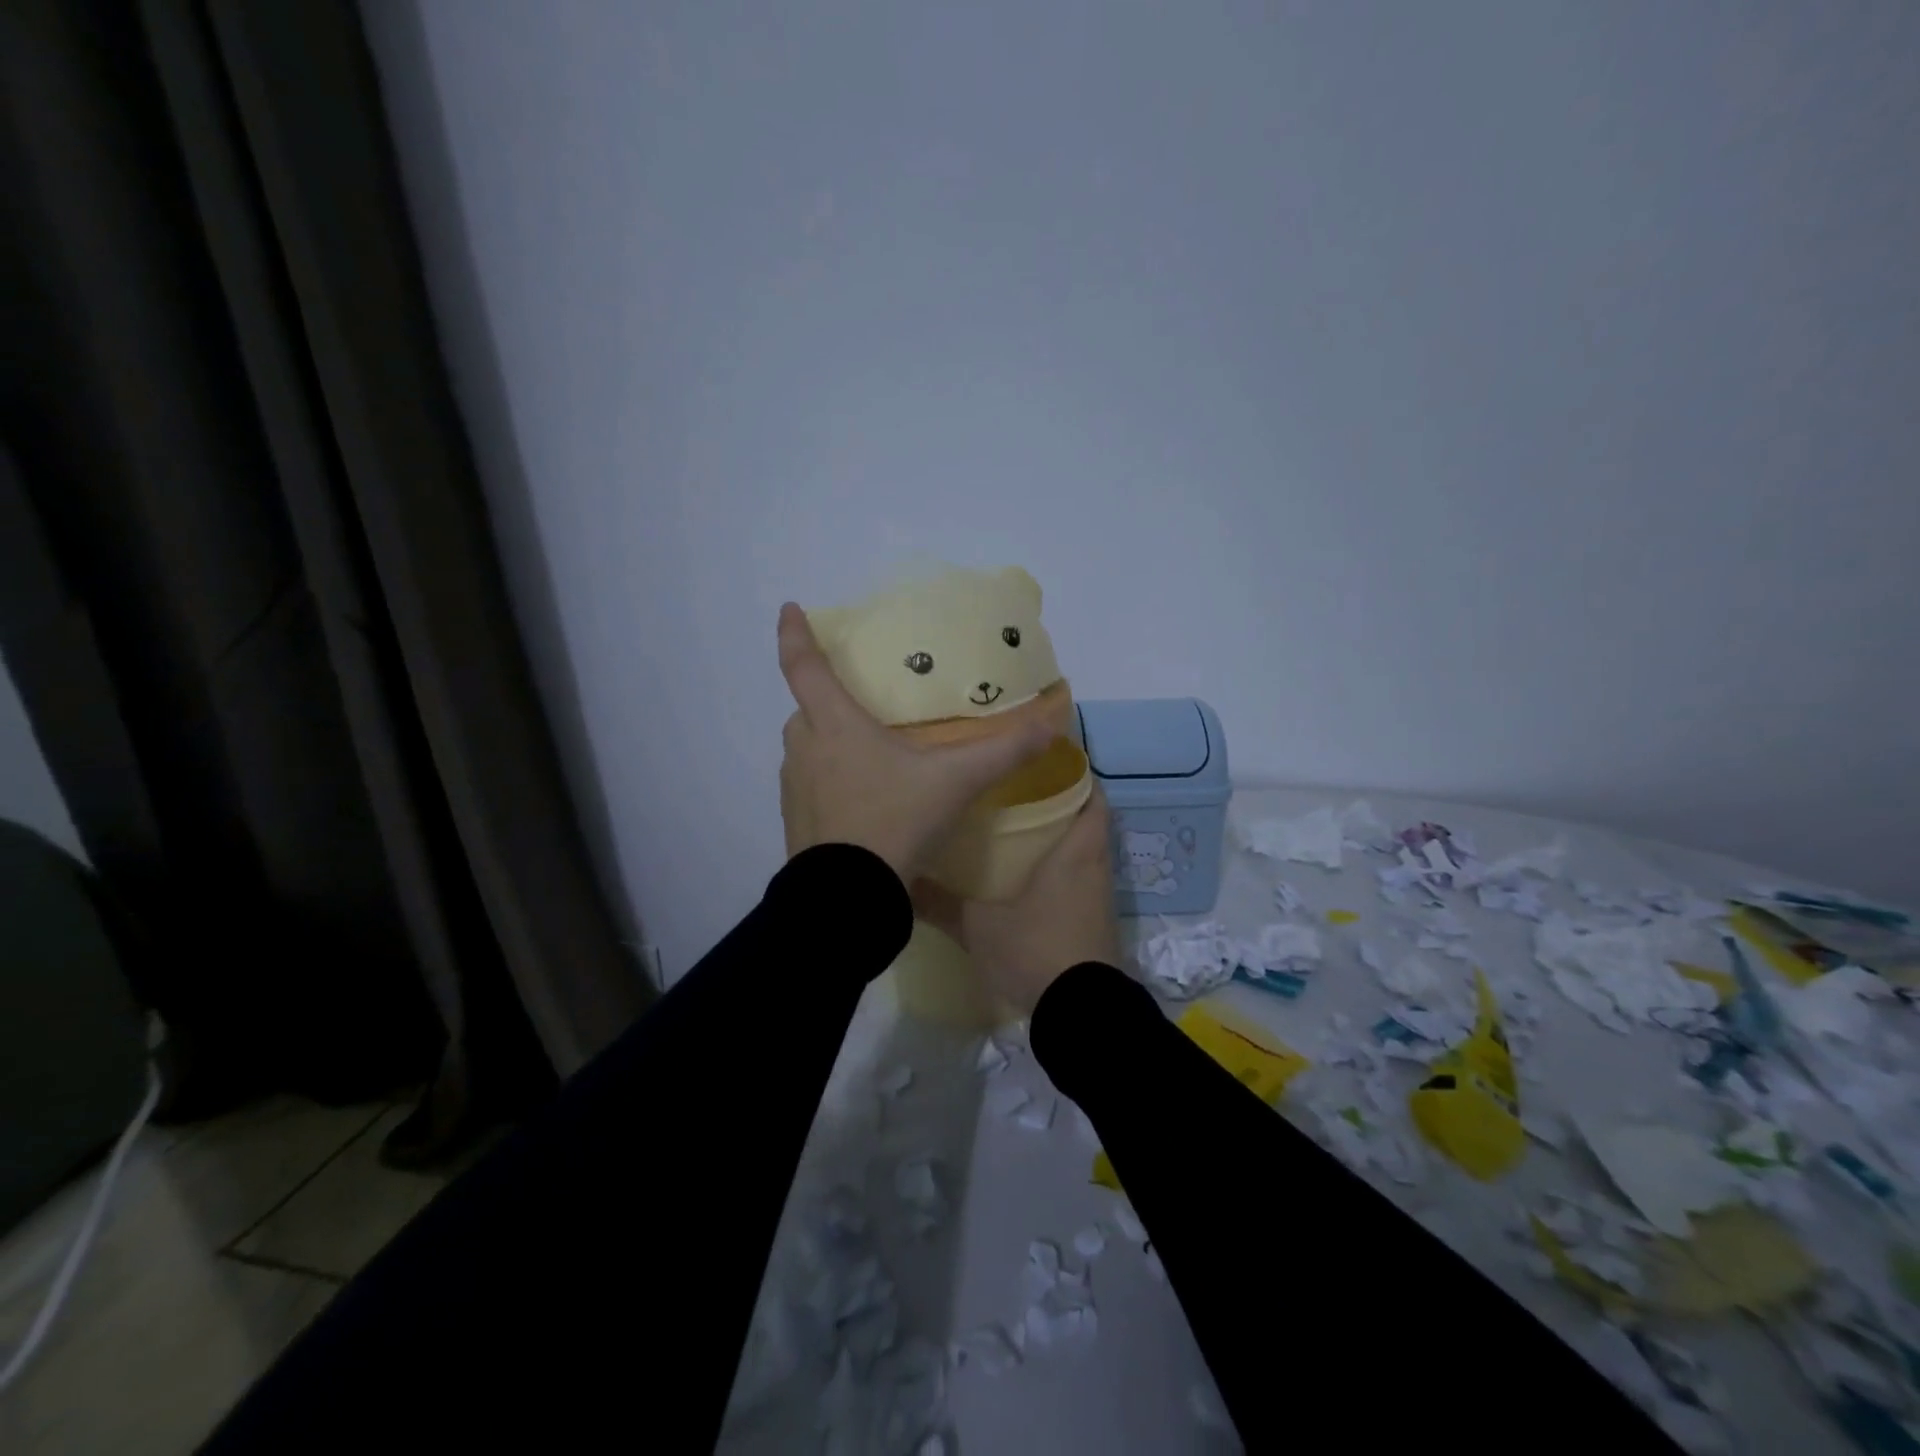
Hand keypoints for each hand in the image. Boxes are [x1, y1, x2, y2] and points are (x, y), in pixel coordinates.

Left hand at [777, 602, 1053, 883]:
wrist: (849, 897)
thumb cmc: (894, 821)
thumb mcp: (955, 782)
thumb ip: (1004, 751)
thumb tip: (1053, 723)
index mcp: (834, 724)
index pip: (803, 665)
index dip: (794, 634)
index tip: (790, 609)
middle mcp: (804, 749)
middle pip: (806, 709)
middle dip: (827, 700)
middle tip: (860, 704)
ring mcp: (794, 788)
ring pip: (807, 749)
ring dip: (828, 743)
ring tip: (868, 756)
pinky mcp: (794, 823)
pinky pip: (808, 785)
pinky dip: (828, 782)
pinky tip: (862, 803)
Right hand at [913, 786, 1123, 1012]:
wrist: (1081, 1013)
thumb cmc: (1036, 949)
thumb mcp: (980, 927)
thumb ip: (941, 904)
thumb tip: (902, 881)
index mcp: (1077, 851)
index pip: (1092, 796)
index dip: (1078, 774)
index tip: (1049, 760)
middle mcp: (1096, 867)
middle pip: (1089, 821)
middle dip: (1063, 803)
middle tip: (1022, 791)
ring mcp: (1100, 898)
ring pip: (1086, 853)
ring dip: (1063, 839)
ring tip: (1022, 828)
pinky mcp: (1097, 924)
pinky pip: (1083, 882)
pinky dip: (1064, 871)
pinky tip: (1031, 879)